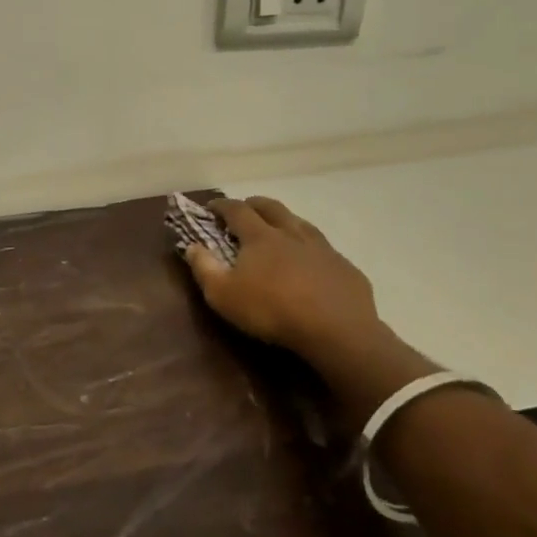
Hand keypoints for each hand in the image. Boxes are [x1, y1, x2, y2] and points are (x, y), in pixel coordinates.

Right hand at [181, 196, 432, 421]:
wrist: (337, 331)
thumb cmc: (272, 310)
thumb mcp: (224, 295)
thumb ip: (204, 268)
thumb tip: (191, 246)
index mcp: (260, 236)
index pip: (237, 210)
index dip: (222, 205)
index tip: (211, 207)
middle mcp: (291, 233)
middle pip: (271, 207)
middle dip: (255, 204)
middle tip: (245, 210)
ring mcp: (322, 249)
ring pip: (301, 223)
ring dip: (286, 221)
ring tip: (280, 230)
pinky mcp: (345, 268)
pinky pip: (326, 250)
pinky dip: (313, 250)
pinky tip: (314, 264)